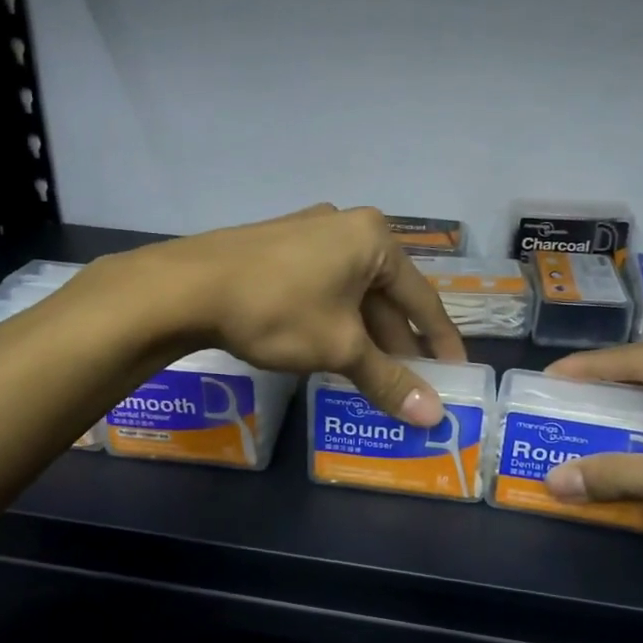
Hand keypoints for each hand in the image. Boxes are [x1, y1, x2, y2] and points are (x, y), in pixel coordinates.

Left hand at [124, 205, 465, 425]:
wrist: (187, 287)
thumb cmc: (279, 310)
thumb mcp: (340, 348)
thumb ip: (388, 380)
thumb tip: (433, 417)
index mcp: (373, 240)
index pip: (422, 298)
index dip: (440, 340)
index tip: (455, 371)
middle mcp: (346, 226)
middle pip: (385, 294)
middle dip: (397, 342)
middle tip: (412, 381)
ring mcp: (307, 232)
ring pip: (351, 292)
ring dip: (364, 334)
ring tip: (373, 373)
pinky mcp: (277, 246)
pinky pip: (322, 287)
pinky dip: (334, 319)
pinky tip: (330, 348)